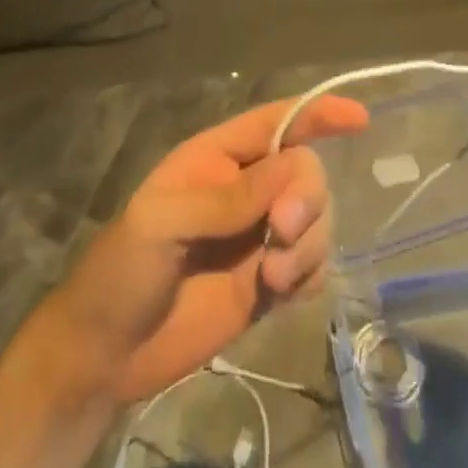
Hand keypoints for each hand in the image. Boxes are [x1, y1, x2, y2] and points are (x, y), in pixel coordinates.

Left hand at [46, 94, 366, 401]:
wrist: (109, 353)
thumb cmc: (122, 270)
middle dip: (306, 197)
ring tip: (273, 277)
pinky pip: (313, 265)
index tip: (358, 118)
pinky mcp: (269, 283)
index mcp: (215, 159)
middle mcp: (244, 190)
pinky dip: (310, 274)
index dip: (316, 114)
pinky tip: (280, 294)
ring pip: (317, 219)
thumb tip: (291, 169)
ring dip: (309, 243)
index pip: (274, 123)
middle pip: (305, 172)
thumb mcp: (162, 222)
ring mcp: (259, 237)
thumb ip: (226, 198)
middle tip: (281, 232)